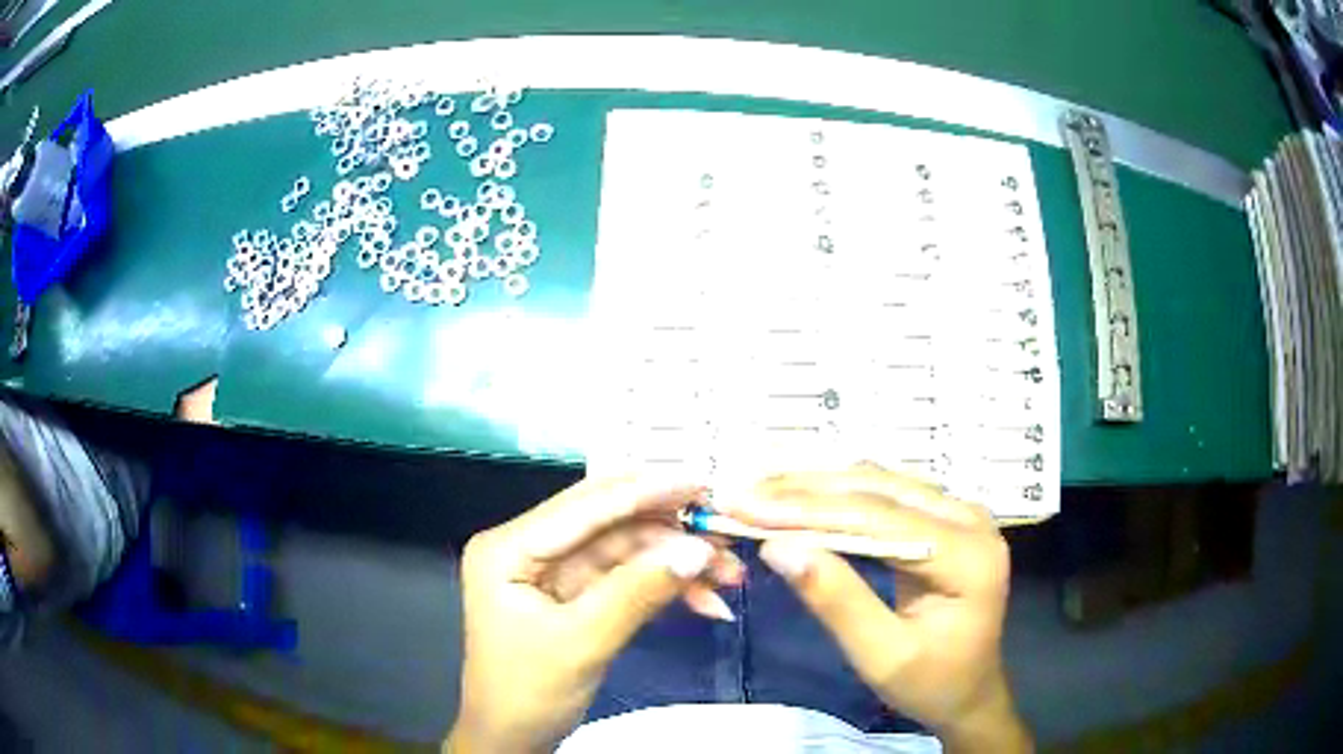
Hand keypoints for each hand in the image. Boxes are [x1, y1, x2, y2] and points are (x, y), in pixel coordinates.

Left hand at [447, 478, 739, 753]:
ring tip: (729, 577)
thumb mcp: (582, 642)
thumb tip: (696, 550)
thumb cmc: (528, 691)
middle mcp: (528, 548)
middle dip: (670, 533)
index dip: (645, 492)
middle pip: (608, 524)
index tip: (701, 483)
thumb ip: (637, 592)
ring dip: (675, 564)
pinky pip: (624, 579)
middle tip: (725, 534)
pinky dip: (663, 589)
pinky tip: (705, 602)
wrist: (512, 738)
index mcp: (508, 548)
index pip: (583, 507)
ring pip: (624, 552)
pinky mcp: (573, 595)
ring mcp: (552, 572)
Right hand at [720, 464, 1031, 752]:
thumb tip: (778, 548)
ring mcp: (960, 513)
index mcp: (967, 556)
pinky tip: (802, 497)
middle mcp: (969, 519)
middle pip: (880, 489)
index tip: (746, 507)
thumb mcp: (881, 656)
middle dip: (806, 490)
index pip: (879, 519)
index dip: (808, 510)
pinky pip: (887, 495)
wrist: (969, 691)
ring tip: (762, 491)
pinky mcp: (945, 518)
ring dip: (819, 486)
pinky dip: (839, 496)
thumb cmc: (931, 683)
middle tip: (743, 493)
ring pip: (881, 483)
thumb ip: (837, 601)